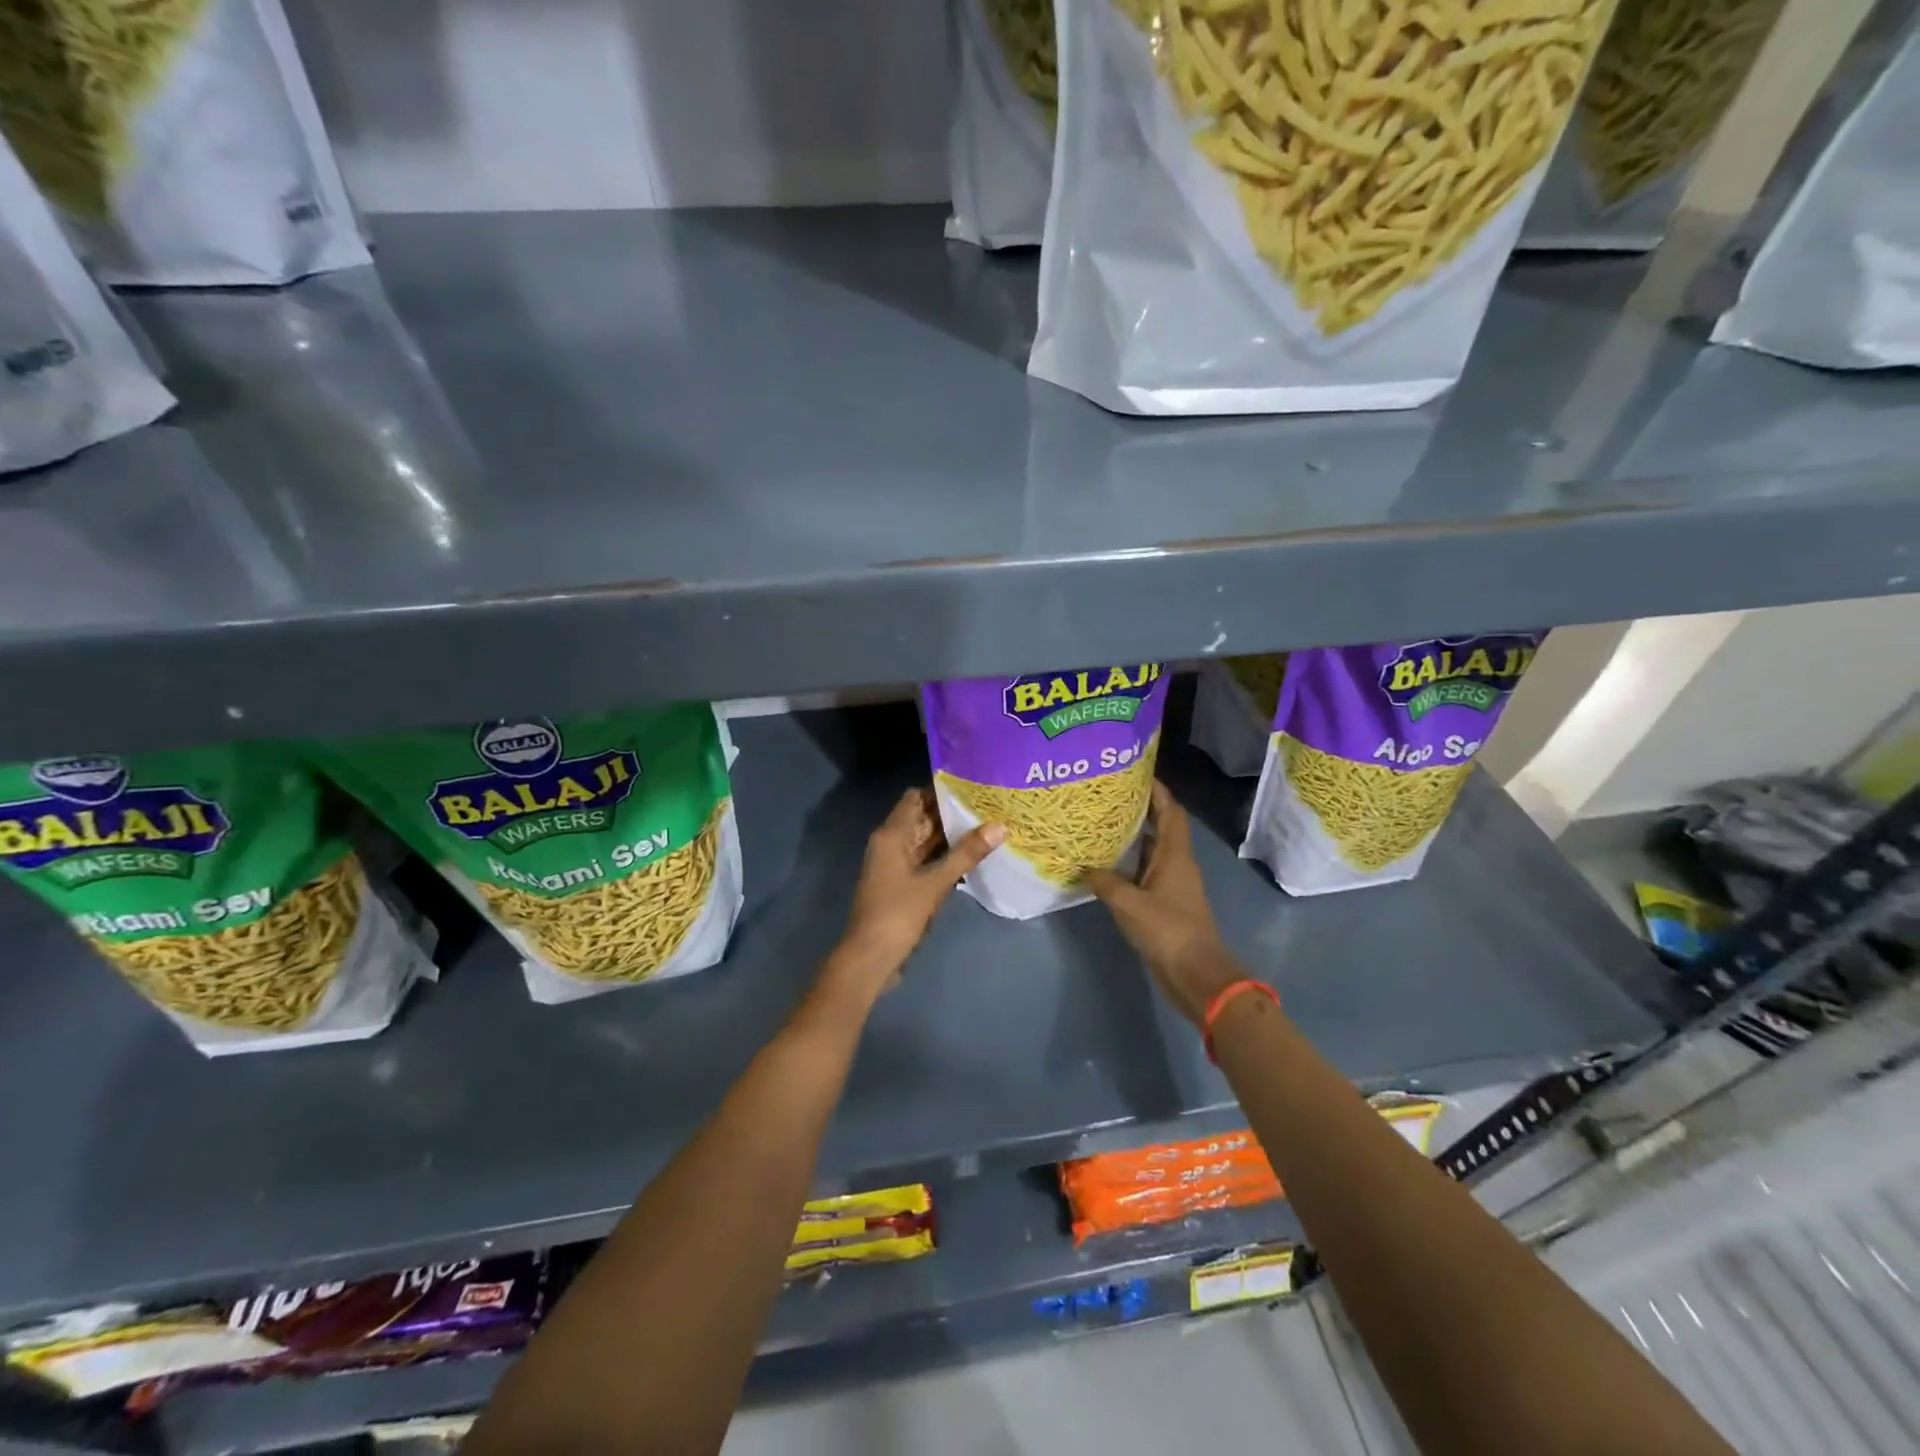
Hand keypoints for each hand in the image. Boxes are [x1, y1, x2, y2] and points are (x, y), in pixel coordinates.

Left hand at [826, 788, 1004, 1004]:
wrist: (870, 958)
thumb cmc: (898, 914)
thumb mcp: (935, 883)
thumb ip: (966, 854)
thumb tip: (1000, 826)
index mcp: (892, 835)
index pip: (916, 797)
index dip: (941, 790)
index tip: (972, 786)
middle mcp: (891, 843)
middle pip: (922, 818)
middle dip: (951, 813)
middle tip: (988, 805)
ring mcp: (895, 865)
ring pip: (925, 841)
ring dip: (950, 836)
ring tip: (987, 826)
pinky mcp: (902, 884)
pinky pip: (925, 861)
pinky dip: (944, 857)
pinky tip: (972, 857)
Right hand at [1085, 782, 1249, 1026]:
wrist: (1196, 975)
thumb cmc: (1168, 930)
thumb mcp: (1129, 904)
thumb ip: (1105, 882)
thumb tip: (1085, 868)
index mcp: (1175, 855)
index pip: (1171, 811)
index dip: (1158, 791)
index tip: (1136, 773)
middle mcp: (1176, 864)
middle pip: (1161, 828)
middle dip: (1139, 810)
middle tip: (1107, 797)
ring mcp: (1172, 885)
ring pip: (1151, 852)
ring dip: (1132, 838)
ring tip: (1100, 824)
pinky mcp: (1164, 904)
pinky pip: (1144, 874)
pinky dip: (1128, 865)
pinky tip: (1104, 865)